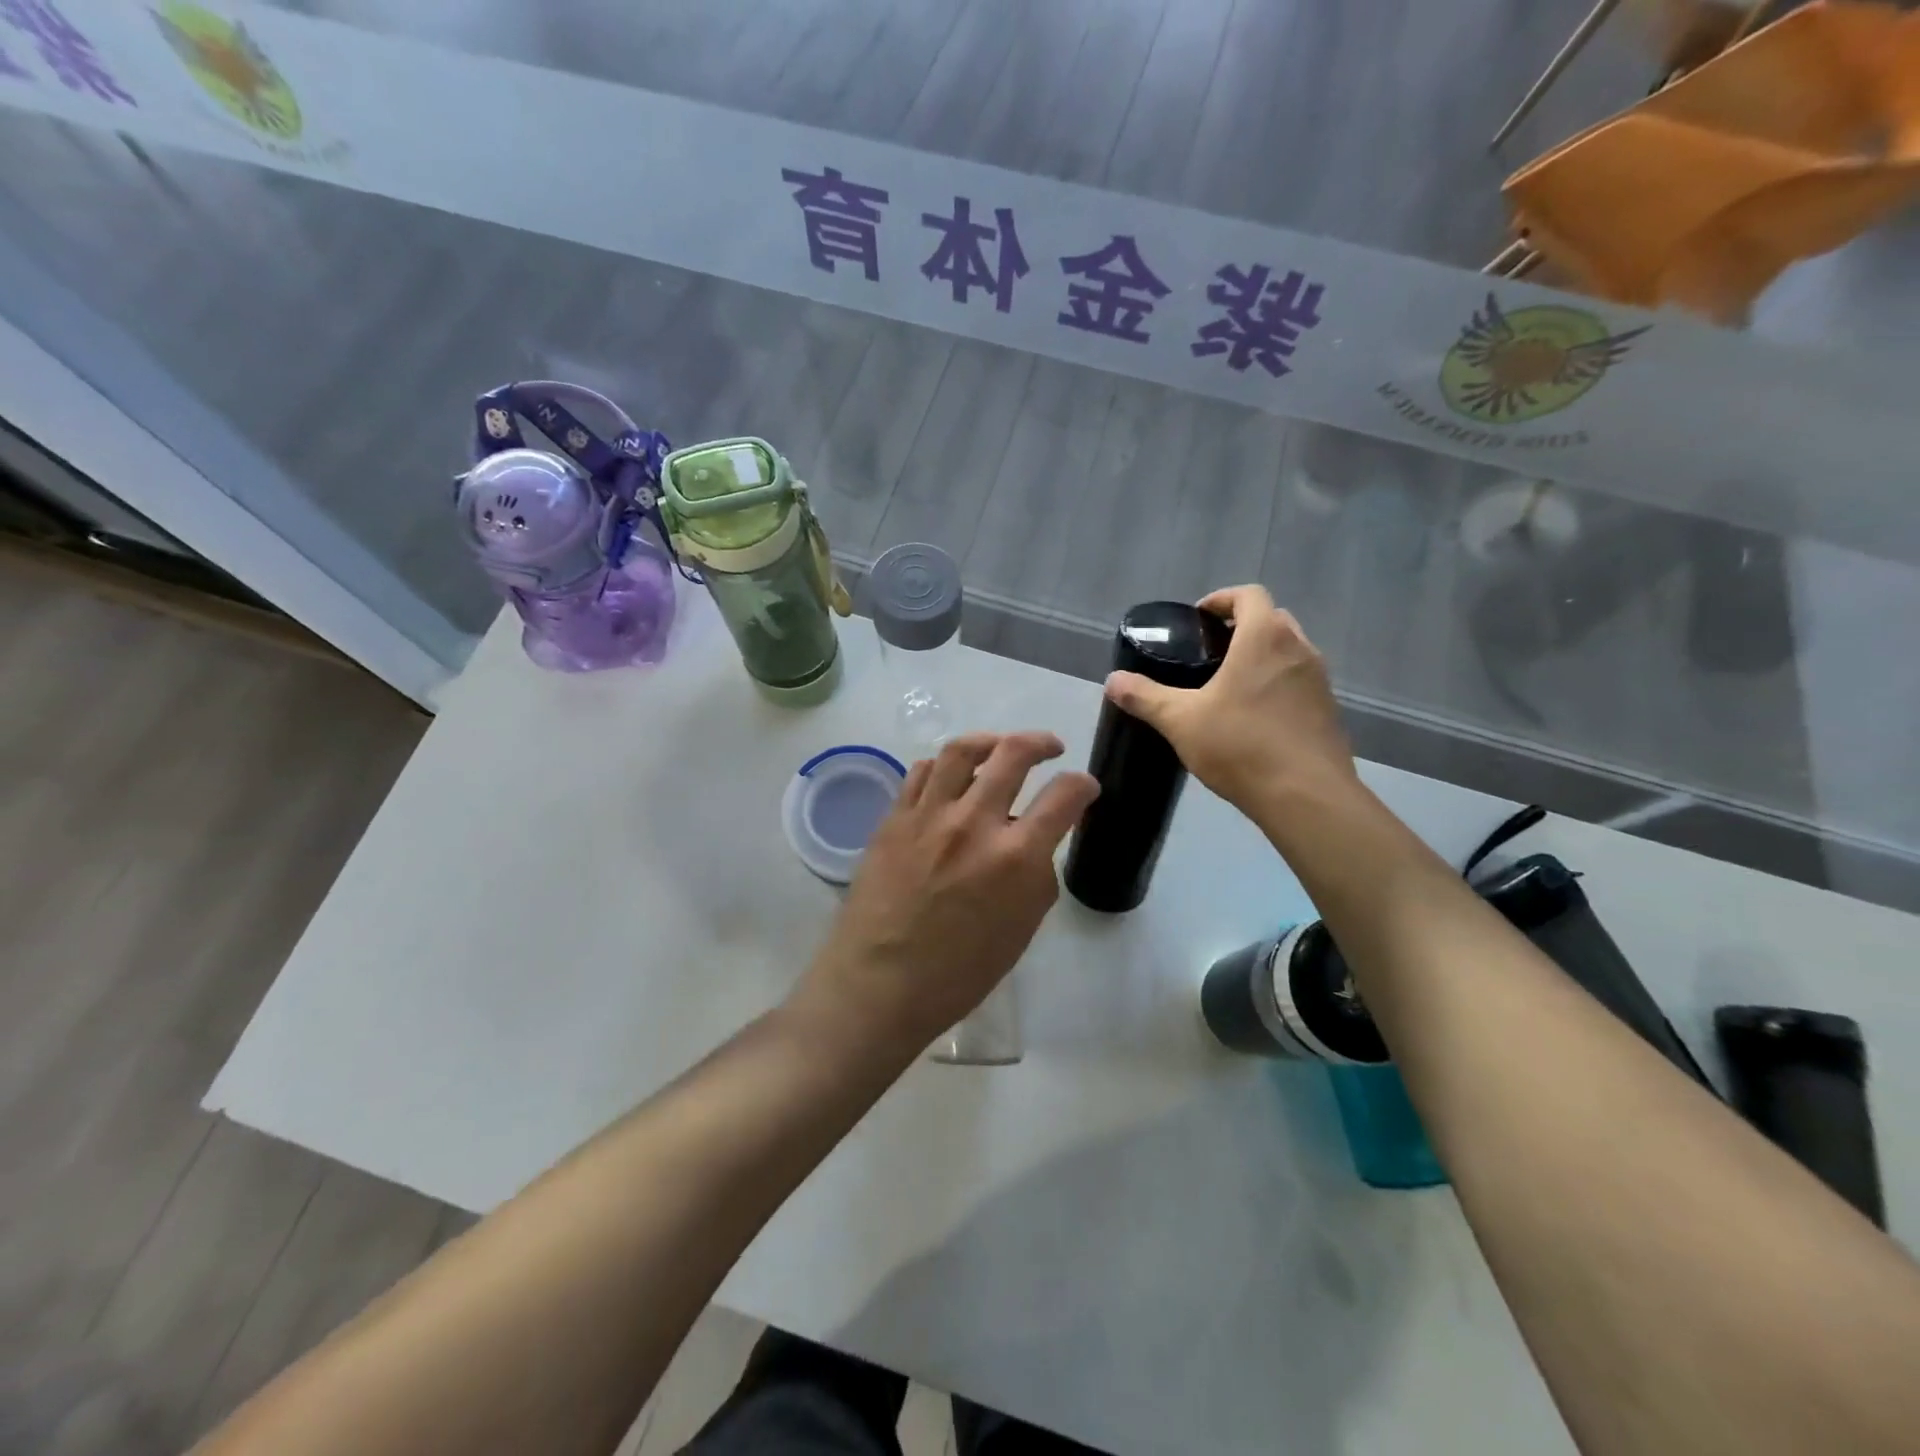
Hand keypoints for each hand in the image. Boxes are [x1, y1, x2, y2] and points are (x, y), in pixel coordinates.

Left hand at [791, 733, 1099, 1056]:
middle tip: (1050, 748)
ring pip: (961, 750)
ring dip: (989, 741)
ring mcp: (928, 815)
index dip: (1083, 785)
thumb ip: (1036, 876)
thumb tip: (1033, 844)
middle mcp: (973, 822)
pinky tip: (950, 776)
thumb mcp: (1021, 929)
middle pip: (1013, 753)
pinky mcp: (894, 818)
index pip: (1064, 796)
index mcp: (1015, 857)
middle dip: (1040, 742)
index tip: (1085, 787)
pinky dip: (943, 766)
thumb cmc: (959, 973)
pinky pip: (921, 772)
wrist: (881, 983)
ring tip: (999, 747)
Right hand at [1105, 585, 1357, 819]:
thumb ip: (1145, 697)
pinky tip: (1254, 717)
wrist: (1305, 797)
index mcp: (1265, 638)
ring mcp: (1320, 680)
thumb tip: (1113, 681)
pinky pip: (1299, 682)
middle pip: (1272, 618)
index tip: (1198, 620)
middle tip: (1209, 652)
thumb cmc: (1240, 746)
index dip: (1221, 599)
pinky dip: (1278, 685)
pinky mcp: (1329, 710)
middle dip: (1241, 626)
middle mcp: (1299, 649)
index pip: (1249, 594)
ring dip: (1262, 656)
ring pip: (1289, 651)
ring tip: (1229, 685)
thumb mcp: (1180, 720)